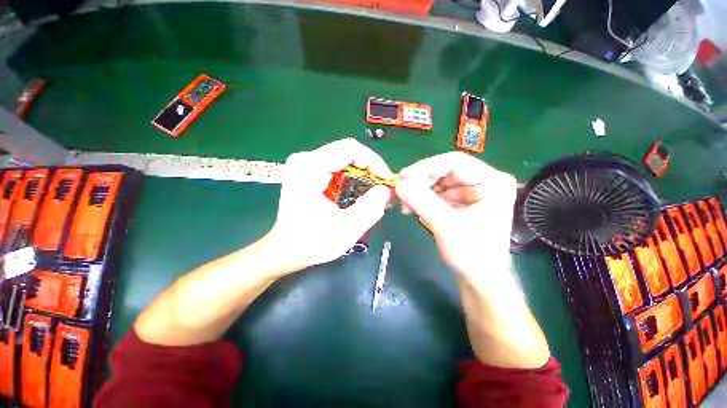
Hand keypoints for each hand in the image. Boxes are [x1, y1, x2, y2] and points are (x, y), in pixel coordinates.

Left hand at [265, 138, 391, 273]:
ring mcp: (305, 166)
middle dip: (370, 171)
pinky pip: (338, 170)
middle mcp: (305, 160)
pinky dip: (353, 180)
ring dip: (363, 176)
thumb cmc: (311, 242)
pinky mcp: (308, 174)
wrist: (285, 251)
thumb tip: (385, 190)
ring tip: (374, 194)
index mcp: (310, 167)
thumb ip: (370, 208)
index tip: (386, 180)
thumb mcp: (346, 228)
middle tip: (382, 190)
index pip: (350, 149)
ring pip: (344, 162)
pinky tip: (360, 195)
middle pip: (348, 154)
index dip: (374, 162)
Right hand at [395, 152, 516, 278]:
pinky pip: (436, 193)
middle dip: (420, 181)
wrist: (479, 279)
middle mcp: (483, 182)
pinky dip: (422, 199)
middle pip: (444, 171)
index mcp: (492, 183)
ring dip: (418, 191)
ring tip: (404, 204)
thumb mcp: (447, 227)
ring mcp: (470, 192)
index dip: (426, 167)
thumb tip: (398, 185)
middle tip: (400, 191)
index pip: (455, 162)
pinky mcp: (460, 201)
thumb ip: (423, 203)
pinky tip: (411, 208)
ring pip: (437, 182)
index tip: (403, 176)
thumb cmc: (472, 255)